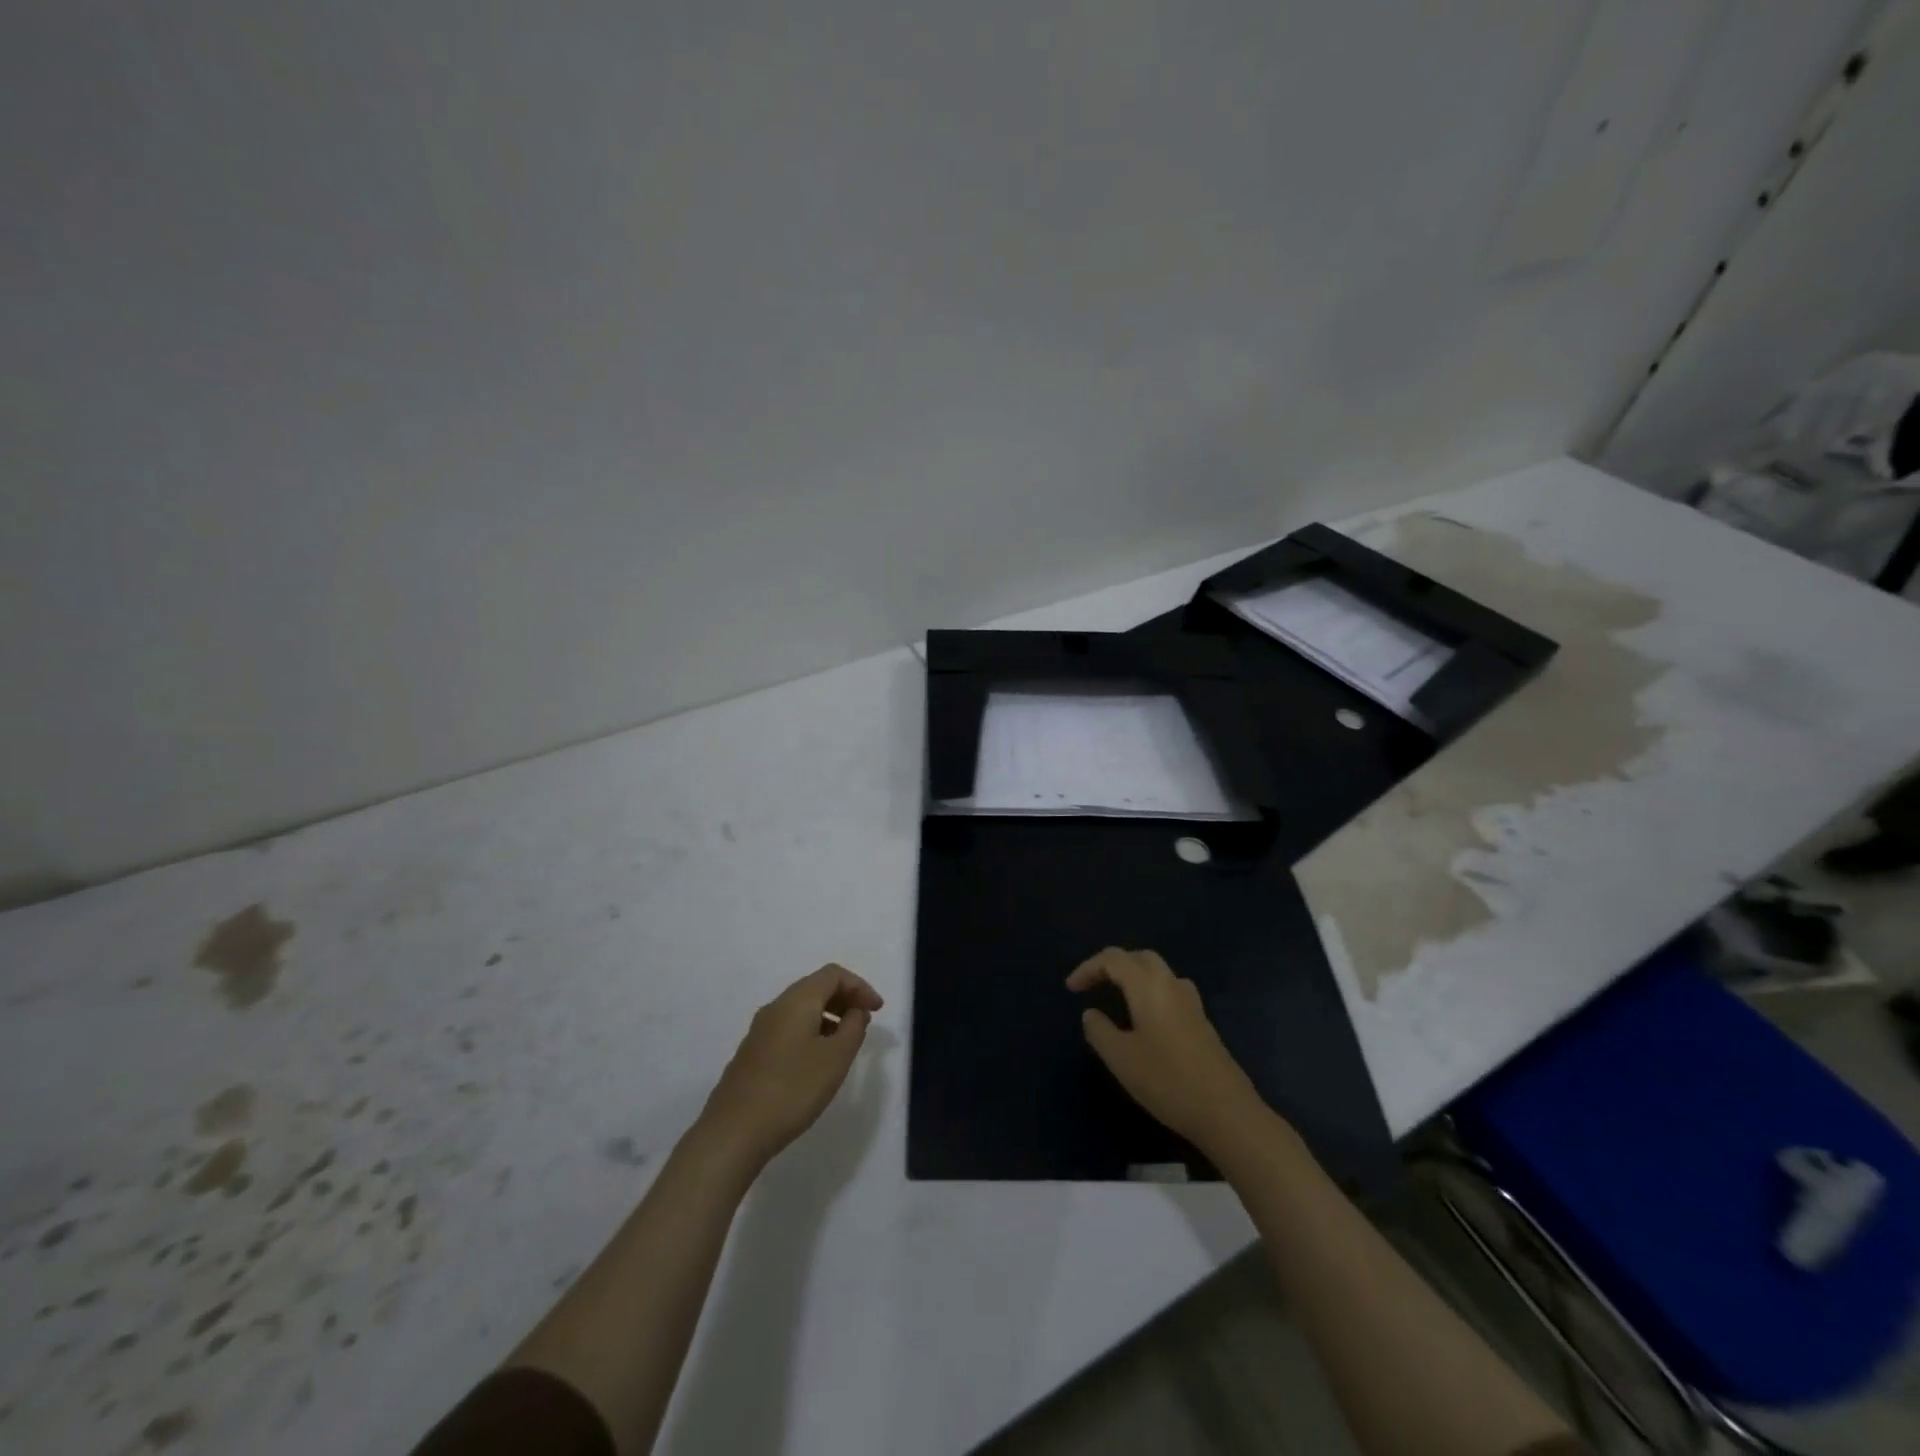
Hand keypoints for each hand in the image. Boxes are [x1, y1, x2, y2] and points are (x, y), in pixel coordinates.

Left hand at [699, 964, 883, 1168]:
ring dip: (828, 1017)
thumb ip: (853, 1028)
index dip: (860, 986)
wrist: (733, 1132)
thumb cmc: (792, 1090)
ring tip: (845, 1044)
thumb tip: (856, 1010)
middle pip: (815, 987)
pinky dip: (811, 1032)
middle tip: (864, 1023)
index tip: (877, 1010)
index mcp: (797, 1000)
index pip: (833, 974)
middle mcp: (776, 1007)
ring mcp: (760, 1030)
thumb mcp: (835, 1058)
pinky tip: (817, 1062)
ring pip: (801, 1009)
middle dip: (844, 999)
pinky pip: (789, 1028)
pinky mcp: (753, 1053)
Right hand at [1068, 947, 1267, 1155]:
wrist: (1226, 1111)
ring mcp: (1192, 1004)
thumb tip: (1091, 1013)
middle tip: (1094, 985)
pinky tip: (1147, 1020)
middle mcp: (1171, 985)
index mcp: (1148, 986)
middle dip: (1114, 965)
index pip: (1114, 959)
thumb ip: (1100, 1031)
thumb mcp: (1121, 1058)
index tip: (1071, 989)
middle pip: (1140, 958)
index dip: (1088, 968)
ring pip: (1160, 973)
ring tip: (1119, 998)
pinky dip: (1152, 993)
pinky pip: (1171, 992)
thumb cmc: (1167, 1080)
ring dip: (1135, 976)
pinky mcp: (1202, 1023)